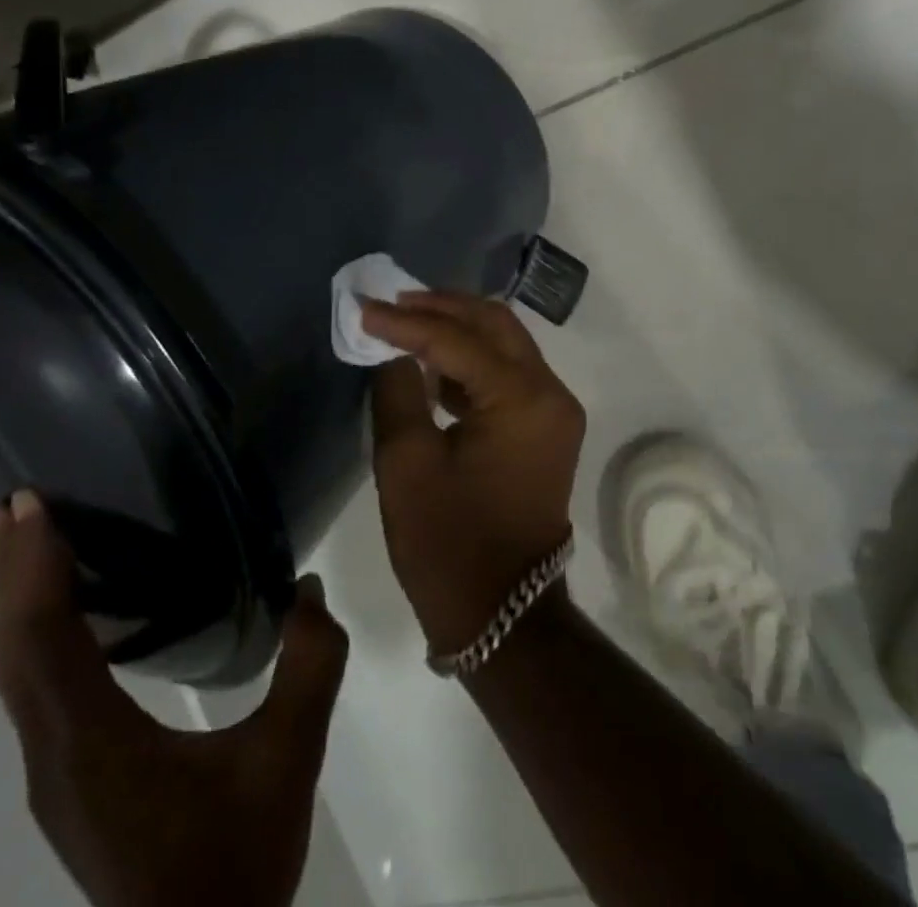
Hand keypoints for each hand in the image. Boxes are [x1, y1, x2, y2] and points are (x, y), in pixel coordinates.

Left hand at [0, 491, 348, 906]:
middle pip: (12, 651)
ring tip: (27, 542)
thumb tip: (308, 589)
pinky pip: (34, 688)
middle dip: (10, 573)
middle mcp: (53, 754)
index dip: (31, 569)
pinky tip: (65, 612)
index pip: (42, 641)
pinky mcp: (68, 778)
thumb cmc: (234, 863)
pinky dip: (34, 634)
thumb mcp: (288, 758)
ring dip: (16, 602)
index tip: (28, 506)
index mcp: (93, 743)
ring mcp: (54, 771)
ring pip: (15, 673)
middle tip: (14, 505)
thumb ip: (308, 666)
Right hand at [361, 292, 584, 655]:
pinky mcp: (546, 427)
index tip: (363, 307)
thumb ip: (398, 391)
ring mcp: (554, 410)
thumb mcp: (407, 464)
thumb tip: (392, 350)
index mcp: (522, 398)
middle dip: (442, 307)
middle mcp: (550, 392)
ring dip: (457, 328)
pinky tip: (432, 364)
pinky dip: (472, 360)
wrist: (504, 616)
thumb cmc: (449, 545)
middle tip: (392, 301)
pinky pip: (509, 373)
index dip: (406, 321)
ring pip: (505, 344)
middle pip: (495, 325)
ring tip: (406, 321)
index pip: (458, 340)